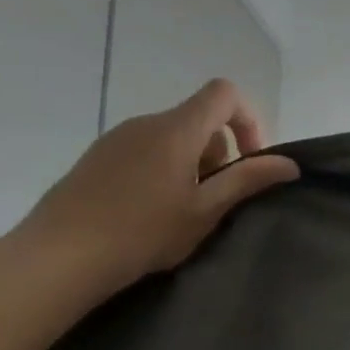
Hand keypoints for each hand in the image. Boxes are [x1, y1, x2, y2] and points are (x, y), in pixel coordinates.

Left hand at [14, 78, 297, 297]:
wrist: (60, 256)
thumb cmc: (143, 232)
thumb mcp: (205, 211)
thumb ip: (247, 181)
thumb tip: (289, 163)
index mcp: (176, 129)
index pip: (224, 93)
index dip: (248, 120)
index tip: (248, 163)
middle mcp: (146, 122)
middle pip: (199, 118)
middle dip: (219, 153)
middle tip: (214, 200)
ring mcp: (116, 137)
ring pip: (172, 137)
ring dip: (191, 164)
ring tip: (181, 211)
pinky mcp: (97, 157)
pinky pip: (144, 149)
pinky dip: (162, 169)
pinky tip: (148, 211)